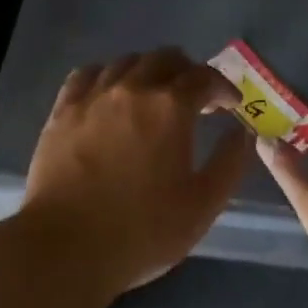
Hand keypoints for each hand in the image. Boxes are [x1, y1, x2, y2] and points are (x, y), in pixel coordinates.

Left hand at [24, 48, 251, 290]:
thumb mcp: (203, 205)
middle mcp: (133, 88)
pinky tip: (110, 94)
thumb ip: (230, 163)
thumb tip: (244, 132)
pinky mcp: (63, 111)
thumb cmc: (142, 230)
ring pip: (127, 61)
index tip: (230, 105)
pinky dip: (108, 75)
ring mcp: (93, 96)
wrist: (65, 248)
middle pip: (166, 58)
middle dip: (188, 72)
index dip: (223, 87)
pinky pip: (88, 74)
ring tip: (154, 96)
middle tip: (196, 100)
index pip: (205, 77)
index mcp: (171, 107)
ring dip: (149, 71)